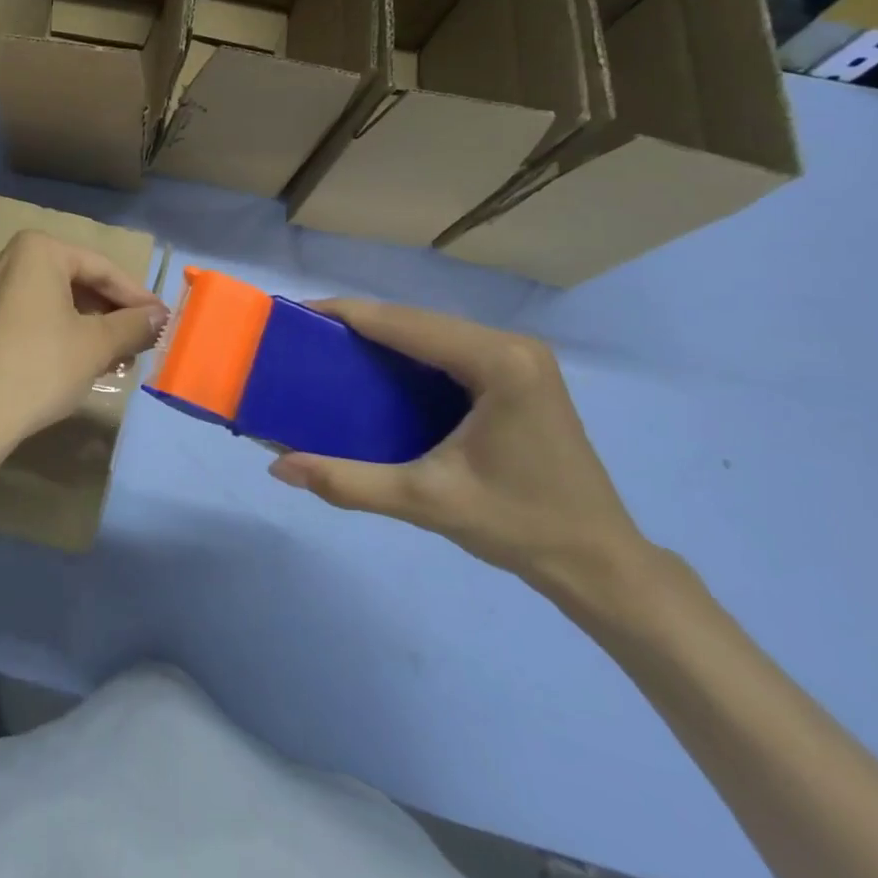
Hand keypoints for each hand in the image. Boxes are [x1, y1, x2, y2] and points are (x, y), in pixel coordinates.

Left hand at [0, 231, 167, 459]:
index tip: (161, 320)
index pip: (100, 268)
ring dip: (86, 327)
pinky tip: (76, 364)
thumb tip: (159, 316)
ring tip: (113, 360)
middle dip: (109, 314)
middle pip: (73, 282)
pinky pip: (26, 317)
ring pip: (50, 302)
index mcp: (36, 250)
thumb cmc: (40, 367)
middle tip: (138, 342)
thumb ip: (134, 325)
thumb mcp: (97, 345)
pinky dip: (56, 334)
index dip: (136, 297)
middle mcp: (5, 258)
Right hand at [268, 300, 647, 595]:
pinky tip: (377, 367)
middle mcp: (512, 345)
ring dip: (382, 335)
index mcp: (498, 362)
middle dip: (359, 323)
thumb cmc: (519, 527)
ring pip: (432, 330)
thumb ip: (349, 481)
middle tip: (305, 335)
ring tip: (330, 346)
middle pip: (418, 320)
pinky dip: (408, 352)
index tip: (296, 312)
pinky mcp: (519, 373)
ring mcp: (520, 357)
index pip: (406, 323)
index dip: (347, 314)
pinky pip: (449, 348)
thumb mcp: (426, 502)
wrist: (599, 564)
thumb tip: (278, 468)